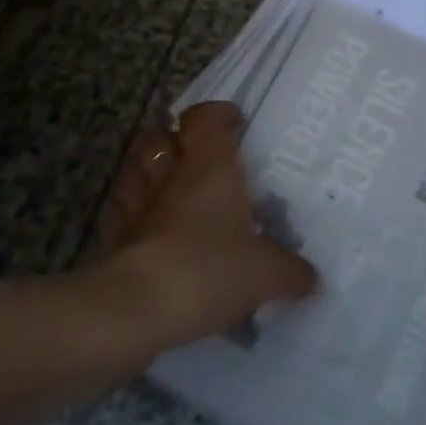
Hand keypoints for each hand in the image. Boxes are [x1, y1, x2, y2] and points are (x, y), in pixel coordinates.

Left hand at [95, 101, 317, 342]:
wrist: (135, 310)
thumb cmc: (207, 269)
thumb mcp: (265, 274)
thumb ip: (290, 272)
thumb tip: (310, 278)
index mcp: (209, 166)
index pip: (205, 117)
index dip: (217, 114)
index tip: (235, 124)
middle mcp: (170, 175)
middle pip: (160, 137)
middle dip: (176, 140)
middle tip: (200, 157)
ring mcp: (137, 206)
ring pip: (135, 171)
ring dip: (150, 173)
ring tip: (172, 189)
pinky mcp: (114, 239)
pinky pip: (123, 215)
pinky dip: (135, 217)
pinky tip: (152, 234)